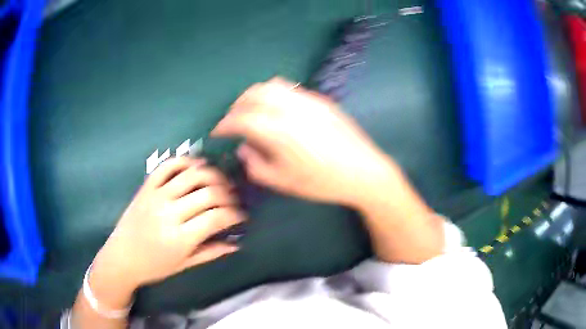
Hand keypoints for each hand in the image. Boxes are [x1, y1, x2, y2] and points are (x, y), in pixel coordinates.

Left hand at [93, 157, 243, 288]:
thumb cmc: (154, 267)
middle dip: (229, 195)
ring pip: (191, 174)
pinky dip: (185, 161)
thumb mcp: (184, 265)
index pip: (216, 218)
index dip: (235, 214)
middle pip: (208, 193)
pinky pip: (168, 165)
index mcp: (179, 238)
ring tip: (222, 182)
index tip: (242, 216)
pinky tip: (197, 166)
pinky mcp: (146, 187)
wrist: (121, 257)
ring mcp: (156, 196)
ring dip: (213, 174)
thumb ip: (211, 252)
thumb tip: (236, 244)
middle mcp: (169, 213)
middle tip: (234, 200)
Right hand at [211, 77, 393, 206]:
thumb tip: (244, 148)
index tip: (217, 132)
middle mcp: (291, 108)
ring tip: (251, 112)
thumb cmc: (323, 183)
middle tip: (232, 122)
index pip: (241, 119)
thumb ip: (256, 165)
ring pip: (271, 86)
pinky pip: (290, 89)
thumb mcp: (284, 182)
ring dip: (254, 96)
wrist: (364, 171)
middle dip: (237, 106)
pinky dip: (273, 95)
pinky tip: (276, 111)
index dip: (224, 125)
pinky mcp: (320, 100)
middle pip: (253, 95)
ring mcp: (308, 100)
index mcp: (279, 131)